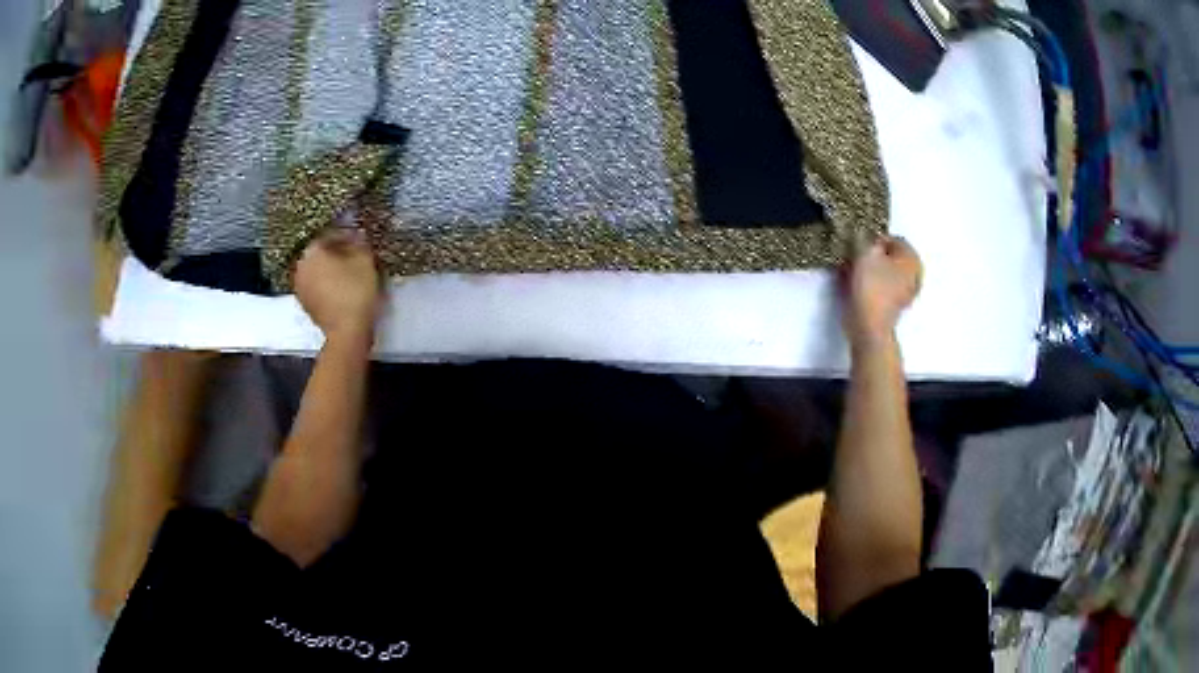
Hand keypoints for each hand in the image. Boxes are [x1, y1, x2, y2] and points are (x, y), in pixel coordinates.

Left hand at [293, 229, 382, 342]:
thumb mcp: (365, 260)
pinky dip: (328, 286)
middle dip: (337, 254)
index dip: (347, 236)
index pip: (330, 235)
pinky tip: (343, 291)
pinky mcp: (306, 306)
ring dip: (331, 271)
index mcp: (312, 251)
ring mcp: (300, 288)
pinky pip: (318, 288)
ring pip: (318, 272)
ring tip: (350, 275)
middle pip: (321, 254)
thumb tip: (357, 236)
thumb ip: (359, 243)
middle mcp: (301, 267)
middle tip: (355, 257)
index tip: (360, 241)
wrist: (347, 331)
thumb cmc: (355, 291)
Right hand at [842, 236, 922, 347]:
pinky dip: (871, 284)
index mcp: (911, 258)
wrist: (869, 327)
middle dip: (872, 255)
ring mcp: (906, 292)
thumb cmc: (871, 287)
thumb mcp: (864, 253)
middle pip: (890, 256)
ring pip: (885, 271)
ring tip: (852, 273)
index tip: (858, 247)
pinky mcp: (895, 306)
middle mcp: (914, 273)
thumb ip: (864, 238)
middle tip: (854, 258)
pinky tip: (857, 287)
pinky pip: (882, 286)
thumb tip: (864, 237)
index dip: (873, 239)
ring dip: (870, 270)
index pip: (892, 238)